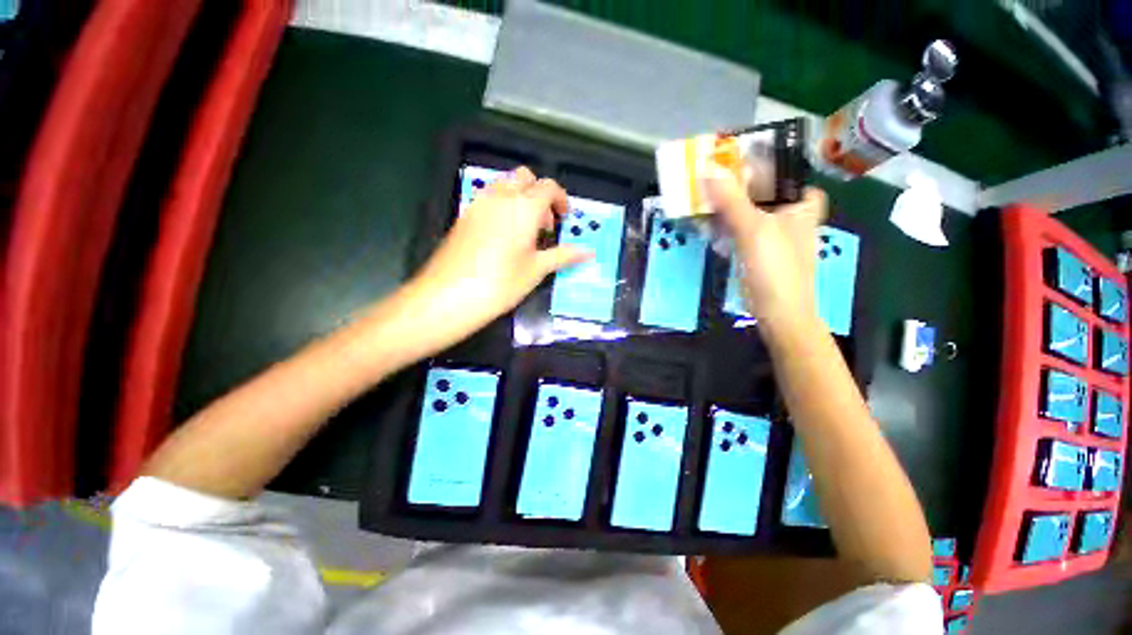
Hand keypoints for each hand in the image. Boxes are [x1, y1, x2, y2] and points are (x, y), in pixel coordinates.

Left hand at [406, 167, 589, 337]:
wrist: (450, 294)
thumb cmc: (501, 283)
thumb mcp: (537, 270)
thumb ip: (563, 255)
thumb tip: (588, 252)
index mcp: (524, 207)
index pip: (548, 187)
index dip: (561, 200)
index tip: (564, 219)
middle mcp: (501, 197)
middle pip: (525, 177)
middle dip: (540, 194)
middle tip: (545, 225)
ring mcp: (479, 203)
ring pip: (505, 184)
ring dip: (520, 197)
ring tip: (524, 230)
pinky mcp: (465, 214)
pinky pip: (488, 197)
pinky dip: (502, 205)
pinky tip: (502, 235)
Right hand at [704, 165, 826, 327]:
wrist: (779, 312)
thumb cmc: (775, 268)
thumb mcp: (753, 229)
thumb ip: (732, 199)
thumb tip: (708, 168)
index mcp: (800, 199)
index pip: (774, 168)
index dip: (747, 162)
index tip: (719, 159)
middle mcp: (788, 210)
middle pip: (755, 188)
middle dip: (728, 186)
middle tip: (701, 180)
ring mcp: (771, 230)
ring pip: (743, 208)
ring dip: (721, 206)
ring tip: (697, 201)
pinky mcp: (755, 247)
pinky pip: (736, 227)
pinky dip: (721, 224)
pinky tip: (705, 225)